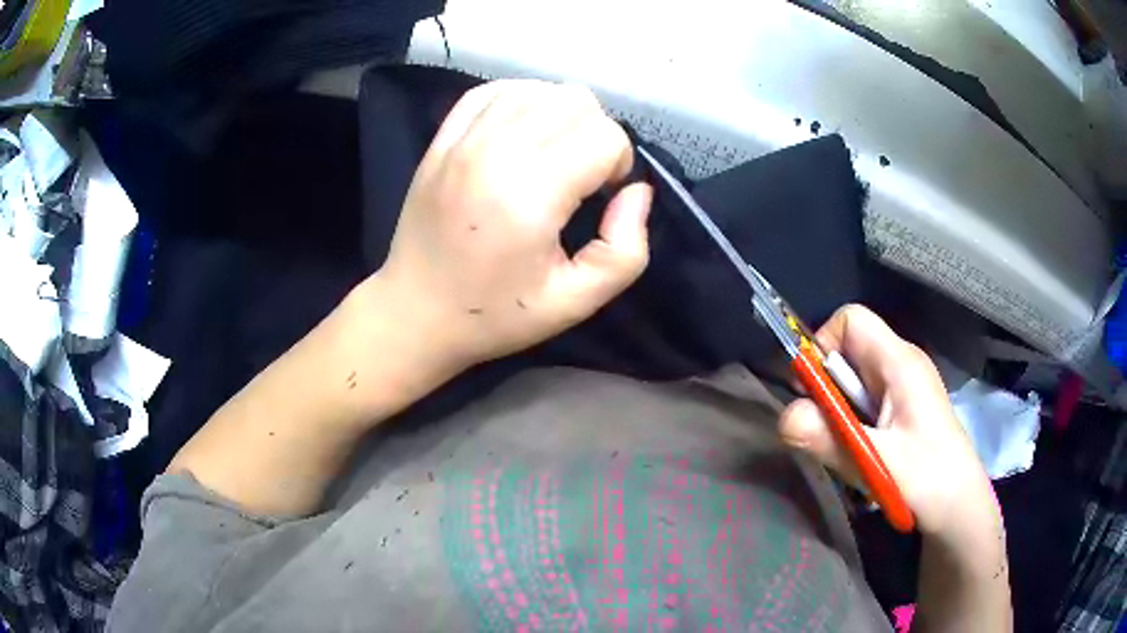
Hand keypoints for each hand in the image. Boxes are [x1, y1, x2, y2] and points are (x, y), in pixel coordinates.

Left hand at [371, 80, 652, 372]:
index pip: (604, 136)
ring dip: (561, 116)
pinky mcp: (442, 137)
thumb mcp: (575, 303)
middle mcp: (496, 152)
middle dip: (596, 135)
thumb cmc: (495, 314)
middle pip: (576, 101)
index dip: (618, 164)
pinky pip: (495, 90)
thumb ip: (625, 251)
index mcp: (530, 194)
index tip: (600, 196)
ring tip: (552, 155)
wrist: (415, 311)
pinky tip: (522, 133)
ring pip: (539, 89)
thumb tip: (637, 192)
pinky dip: (521, 101)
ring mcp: (463, 139)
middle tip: (580, 177)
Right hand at [779, 305, 999, 540]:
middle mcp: (901, 364)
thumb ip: (830, 438)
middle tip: (829, 432)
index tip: (813, 393)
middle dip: (828, 389)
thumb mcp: (876, 463)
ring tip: (848, 449)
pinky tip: (862, 455)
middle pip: (848, 351)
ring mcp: (903, 387)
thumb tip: (783, 417)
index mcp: (900, 362)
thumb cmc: (929, 480)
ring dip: (840, 412)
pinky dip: (853, 425)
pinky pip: (864, 402)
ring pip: (853, 380)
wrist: (959, 508)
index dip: (823, 345)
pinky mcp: (903, 409)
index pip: (851, 320)